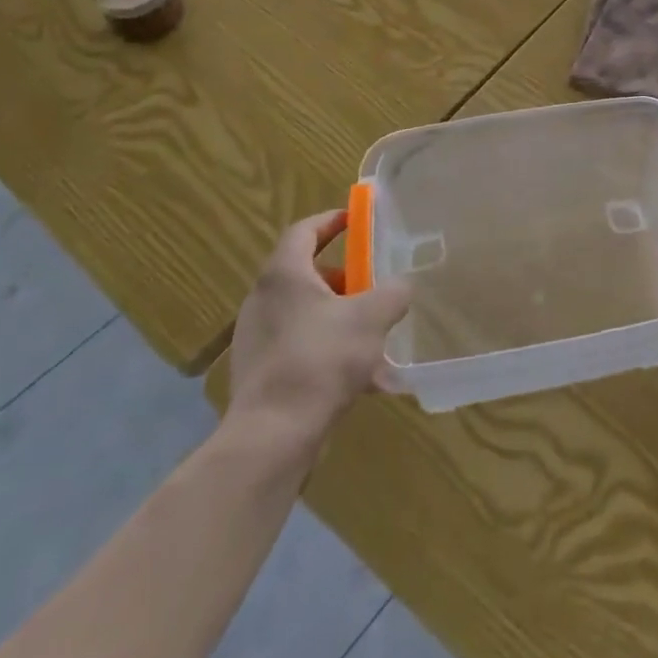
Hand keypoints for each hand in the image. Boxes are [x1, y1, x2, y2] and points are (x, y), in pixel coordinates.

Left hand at [228, 211, 410, 441]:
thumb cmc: (321, 359)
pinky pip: (300, 348)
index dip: (332, 221)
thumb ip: (393, 293)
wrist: (272, 437)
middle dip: (344, 277)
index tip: (357, 221)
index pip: (304, 230)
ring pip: (305, 314)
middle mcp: (263, 300)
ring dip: (339, 317)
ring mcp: (256, 340)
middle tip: (372, 286)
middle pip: (306, 273)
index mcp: (284, 275)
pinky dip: (328, 351)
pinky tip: (360, 378)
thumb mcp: (372, 317)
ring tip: (373, 337)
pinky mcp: (259, 375)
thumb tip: (401, 287)